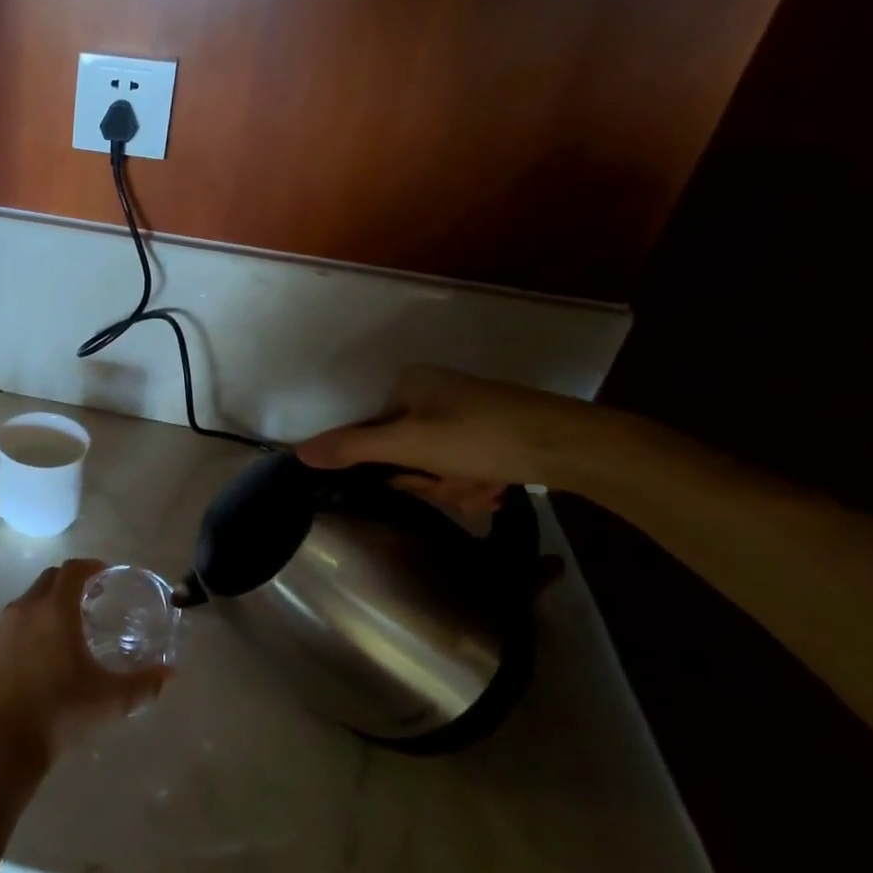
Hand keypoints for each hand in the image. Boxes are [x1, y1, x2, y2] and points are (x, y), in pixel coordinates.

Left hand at [0, 559, 169, 771]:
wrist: (0, 743)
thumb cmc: (60, 712)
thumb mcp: (110, 700)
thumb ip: (143, 684)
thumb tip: (169, 674)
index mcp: (54, 610)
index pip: (73, 570)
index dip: (92, 566)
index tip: (107, 576)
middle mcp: (26, 609)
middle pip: (50, 579)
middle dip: (72, 582)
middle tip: (93, 599)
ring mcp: (2, 628)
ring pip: (30, 600)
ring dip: (50, 602)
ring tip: (71, 626)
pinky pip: (15, 623)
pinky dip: (33, 624)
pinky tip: (45, 652)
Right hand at [296, 364, 606, 518]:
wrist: (575, 446)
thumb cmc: (482, 437)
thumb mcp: (410, 445)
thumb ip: (352, 448)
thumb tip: (298, 453)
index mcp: (411, 384)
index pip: (373, 434)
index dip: (393, 467)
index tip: (418, 479)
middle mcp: (435, 393)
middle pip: (406, 453)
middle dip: (431, 480)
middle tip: (457, 485)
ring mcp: (467, 413)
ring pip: (437, 466)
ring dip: (456, 488)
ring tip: (485, 488)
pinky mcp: (494, 433)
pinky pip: (464, 465)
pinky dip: (477, 483)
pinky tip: (498, 488)